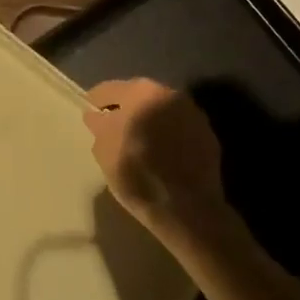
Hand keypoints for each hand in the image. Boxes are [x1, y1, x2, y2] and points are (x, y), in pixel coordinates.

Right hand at [84, 78, 226, 238]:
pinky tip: (161, 155)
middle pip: (139, 96)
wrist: (189, 210)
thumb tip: (98, 115)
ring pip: (161, 111)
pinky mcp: (209, 137)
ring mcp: (193, 115)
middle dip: (126, 109)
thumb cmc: (138, 175)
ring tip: (139, 142)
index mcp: (141, 92)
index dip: (96, 102)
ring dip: (149, 121)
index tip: (90, 114)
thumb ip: (99, 125)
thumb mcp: (104, 151)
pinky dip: (168, 136)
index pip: (110, 89)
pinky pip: (179, 130)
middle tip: (113, 127)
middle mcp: (170, 94)